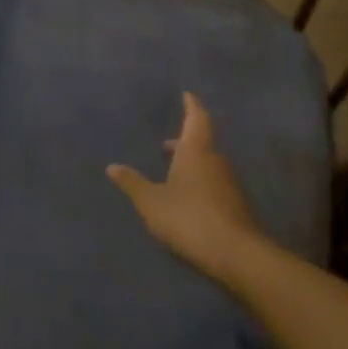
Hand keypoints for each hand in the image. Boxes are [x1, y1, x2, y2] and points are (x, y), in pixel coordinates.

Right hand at [107, 93, 268, 286]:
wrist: (235, 254)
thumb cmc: (188, 218)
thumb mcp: (151, 202)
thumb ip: (132, 183)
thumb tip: (112, 166)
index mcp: (195, 151)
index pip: (196, 119)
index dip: (191, 105)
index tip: (187, 94)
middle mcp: (215, 161)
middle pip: (201, 142)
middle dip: (184, 141)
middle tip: (167, 144)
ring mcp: (228, 183)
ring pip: (208, 164)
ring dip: (191, 163)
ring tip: (173, 172)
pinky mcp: (235, 204)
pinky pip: (214, 183)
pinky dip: (199, 182)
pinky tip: (187, 198)